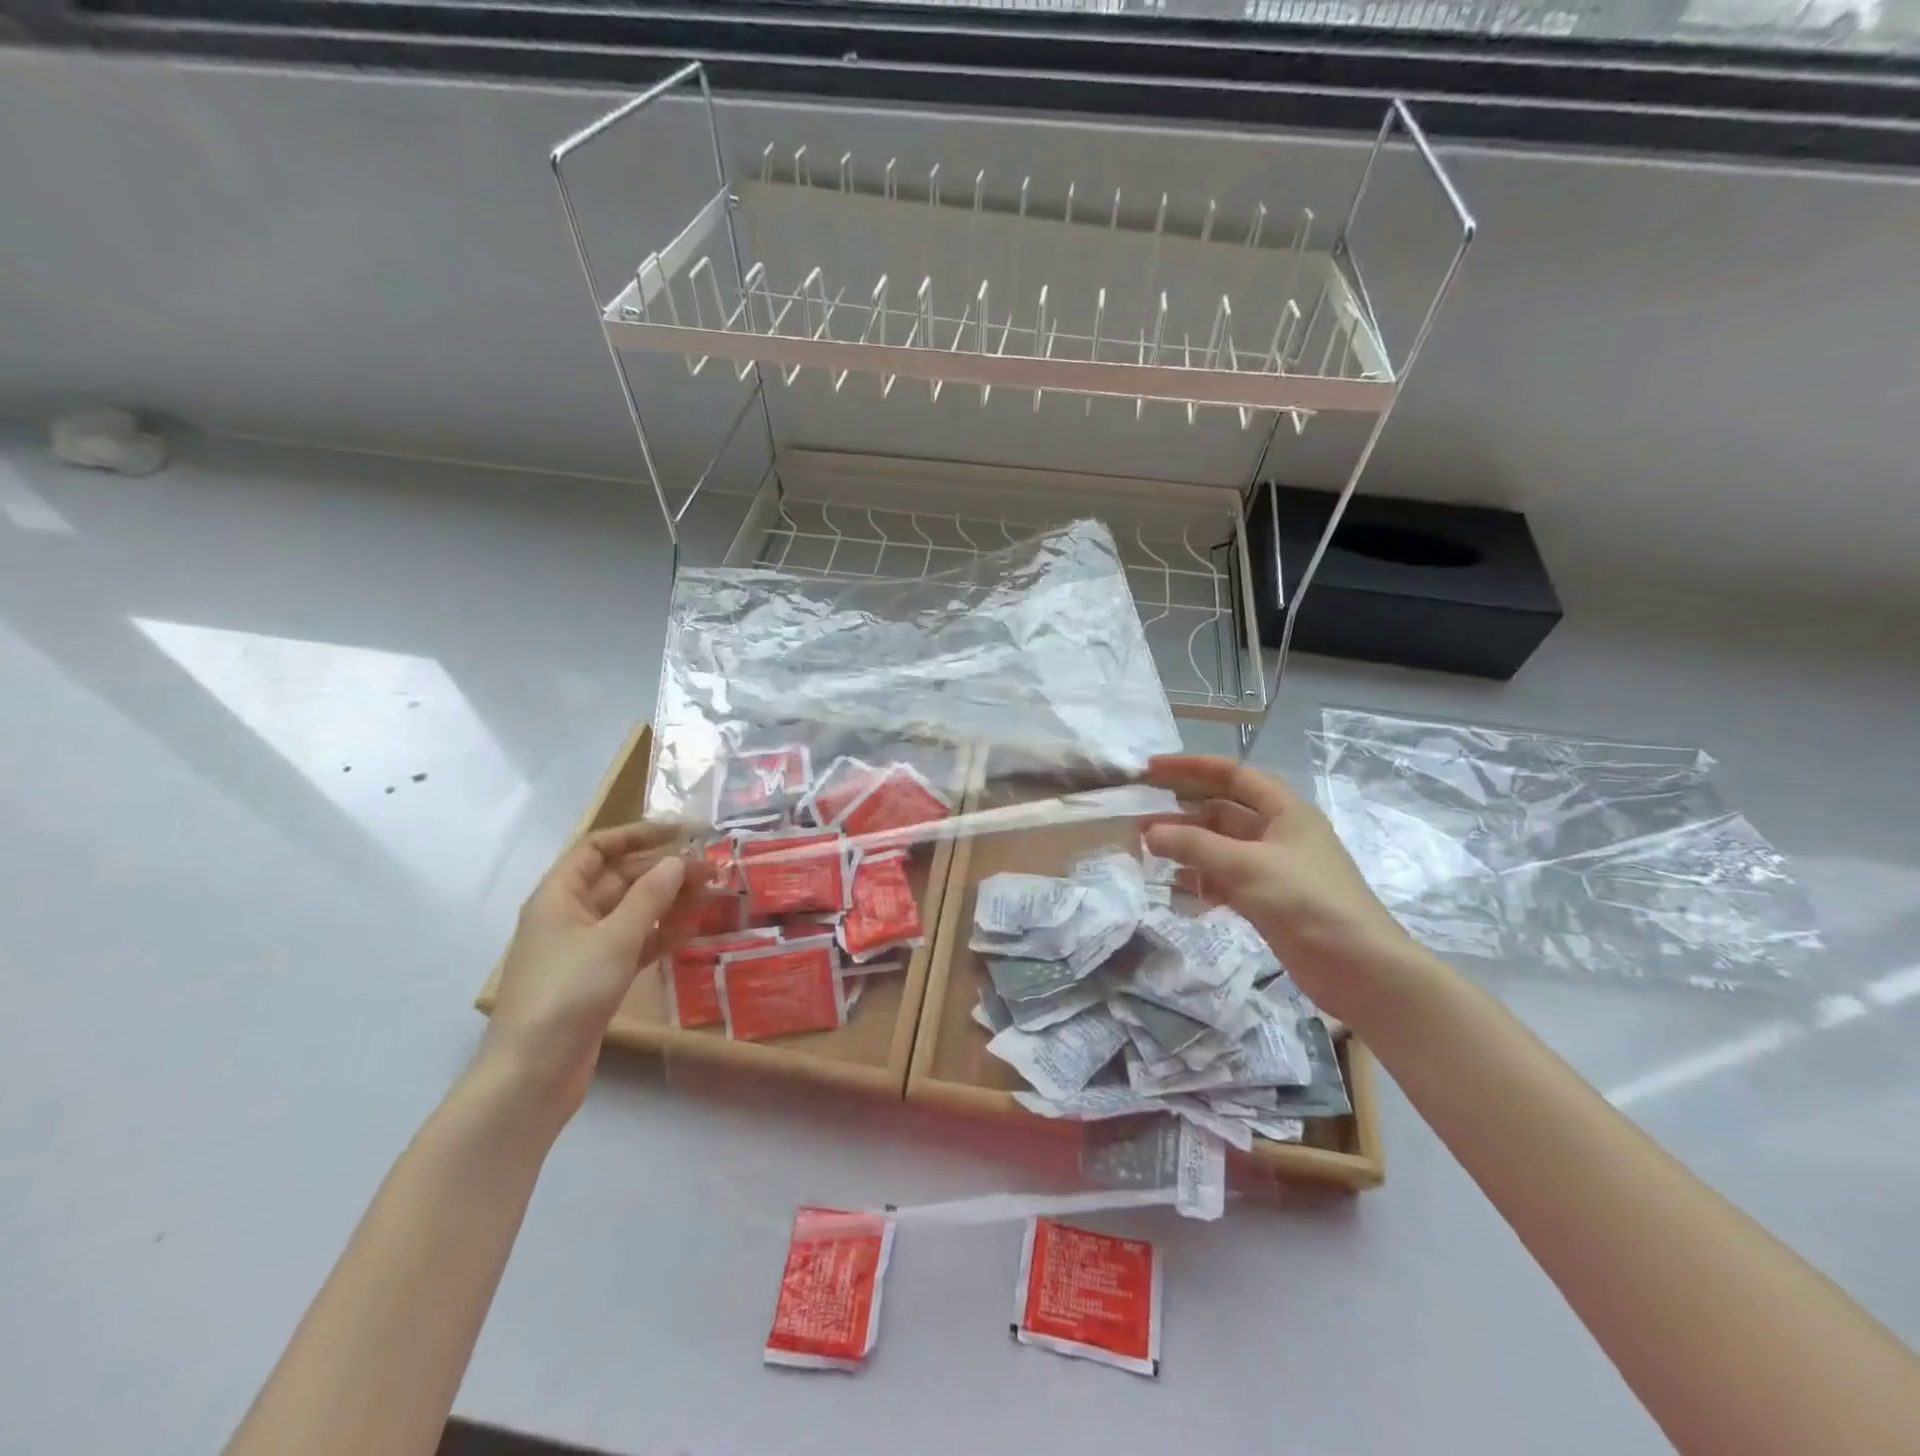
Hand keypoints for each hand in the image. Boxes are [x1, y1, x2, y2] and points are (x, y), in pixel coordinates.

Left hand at [482, 822, 712, 1119]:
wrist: (533, 1073)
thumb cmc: (568, 992)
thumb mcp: (615, 938)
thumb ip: (650, 896)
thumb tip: (678, 861)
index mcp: (559, 896)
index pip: (598, 848)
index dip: (638, 835)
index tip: (681, 833)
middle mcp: (568, 916)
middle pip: (619, 879)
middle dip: (663, 871)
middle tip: (710, 869)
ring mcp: (583, 949)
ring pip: (630, 912)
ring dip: (667, 902)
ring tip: (711, 895)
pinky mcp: (596, 979)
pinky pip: (633, 944)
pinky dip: (659, 935)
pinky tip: (690, 931)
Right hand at [1142, 754, 1442, 1031]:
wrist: (1360, 969)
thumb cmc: (1306, 902)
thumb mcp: (1246, 866)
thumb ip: (1194, 846)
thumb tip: (1148, 832)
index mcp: (1285, 810)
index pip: (1233, 774)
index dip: (1191, 768)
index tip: (1151, 770)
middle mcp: (1279, 833)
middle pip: (1222, 812)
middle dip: (1182, 814)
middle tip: (1140, 819)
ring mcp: (1274, 868)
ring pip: (1221, 848)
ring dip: (1188, 849)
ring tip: (1149, 854)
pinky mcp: (1269, 900)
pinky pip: (1226, 880)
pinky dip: (1202, 882)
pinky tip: (1177, 890)